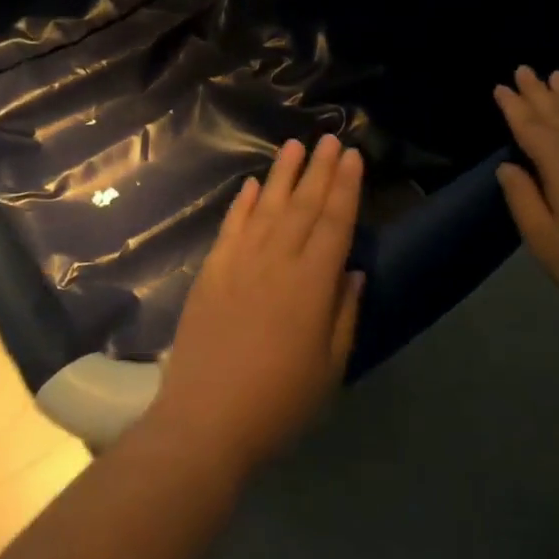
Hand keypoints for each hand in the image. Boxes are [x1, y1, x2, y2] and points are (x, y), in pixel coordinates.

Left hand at [151, 135, 365, 478]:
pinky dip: (241, 203)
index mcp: (311, 285)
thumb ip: (342, 314)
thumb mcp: (329, 368)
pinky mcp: (211, 272)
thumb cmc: (278, 403)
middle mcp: (276, 262)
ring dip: (282, 175)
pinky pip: (230, 228)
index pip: (334, 223)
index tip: (353, 157)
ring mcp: (239, 263)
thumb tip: (351, 270)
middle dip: (319, 170)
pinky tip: (251, 185)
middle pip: (302, 207)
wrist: (205, 419)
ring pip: (265, 208)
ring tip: (294, 146)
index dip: (345, 188)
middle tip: (331, 138)